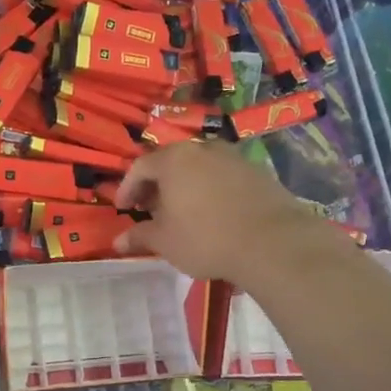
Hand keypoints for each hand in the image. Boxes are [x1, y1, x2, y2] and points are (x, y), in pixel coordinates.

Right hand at [113, 142, 318, 284]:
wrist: (272, 242)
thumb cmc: (206, 239)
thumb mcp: (166, 242)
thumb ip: (140, 236)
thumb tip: (118, 241)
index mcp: (173, 160)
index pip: (140, 167)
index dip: (127, 188)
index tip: (122, 208)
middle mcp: (202, 148)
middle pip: (170, 162)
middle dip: (156, 186)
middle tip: (149, 210)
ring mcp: (232, 157)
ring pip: (198, 167)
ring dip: (184, 186)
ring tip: (182, 212)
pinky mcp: (257, 171)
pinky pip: (222, 176)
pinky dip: (209, 189)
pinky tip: (212, 213)